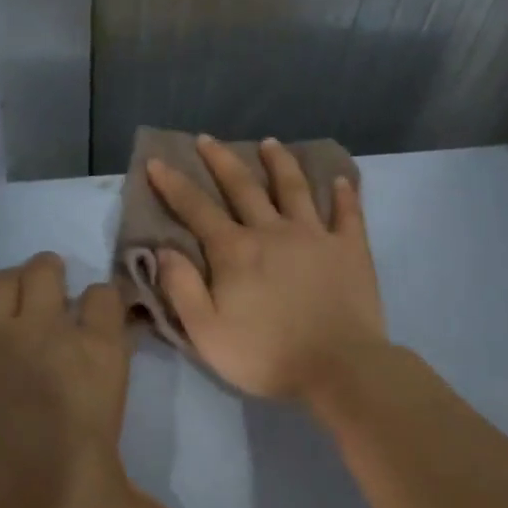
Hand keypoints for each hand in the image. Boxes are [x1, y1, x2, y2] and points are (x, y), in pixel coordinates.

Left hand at [0, 253, 195, 507]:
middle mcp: (47, 332)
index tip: (103, 306)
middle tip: (49, 279)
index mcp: (97, 356)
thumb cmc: (60, 483)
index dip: (105, 298)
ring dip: (2, 281)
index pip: (107, 301)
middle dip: (48, 271)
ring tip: (5, 289)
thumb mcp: (111, 507)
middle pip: (46, 274)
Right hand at [147, 134, 387, 401]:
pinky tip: (342, 180)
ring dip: (280, 163)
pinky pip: (347, 213)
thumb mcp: (206, 333)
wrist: (338, 368)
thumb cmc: (266, 356)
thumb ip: (182, 288)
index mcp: (235, 251)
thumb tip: (164, 250)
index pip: (196, 209)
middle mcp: (273, 231)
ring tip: (270, 143)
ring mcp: (315, 235)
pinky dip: (344, 194)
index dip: (173, 184)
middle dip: (221, 160)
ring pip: (294, 188)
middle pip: (243, 186)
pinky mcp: (350, 249)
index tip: (157, 162)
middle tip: (207, 139)